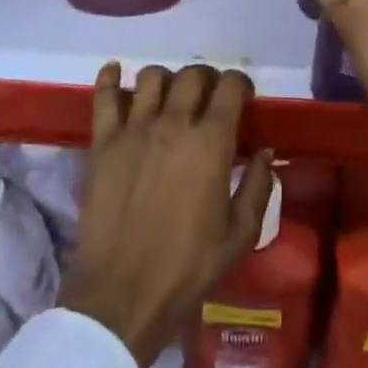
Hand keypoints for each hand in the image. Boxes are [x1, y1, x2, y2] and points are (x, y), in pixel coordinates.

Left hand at [58, 62, 274, 367]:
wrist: (121, 295)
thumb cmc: (188, 268)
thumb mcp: (240, 234)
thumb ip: (258, 186)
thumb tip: (265, 151)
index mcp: (211, 142)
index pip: (230, 86)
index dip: (240, 84)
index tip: (242, 97)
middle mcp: (174, 124)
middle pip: (192, 74)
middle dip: (206, 79)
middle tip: (208, 98)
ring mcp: (133, 129)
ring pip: (151, 77)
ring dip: (167, 80)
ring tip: (169, 97)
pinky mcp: (102, 143)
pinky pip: (104, 96)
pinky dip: (110, 78)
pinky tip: (116, 72)